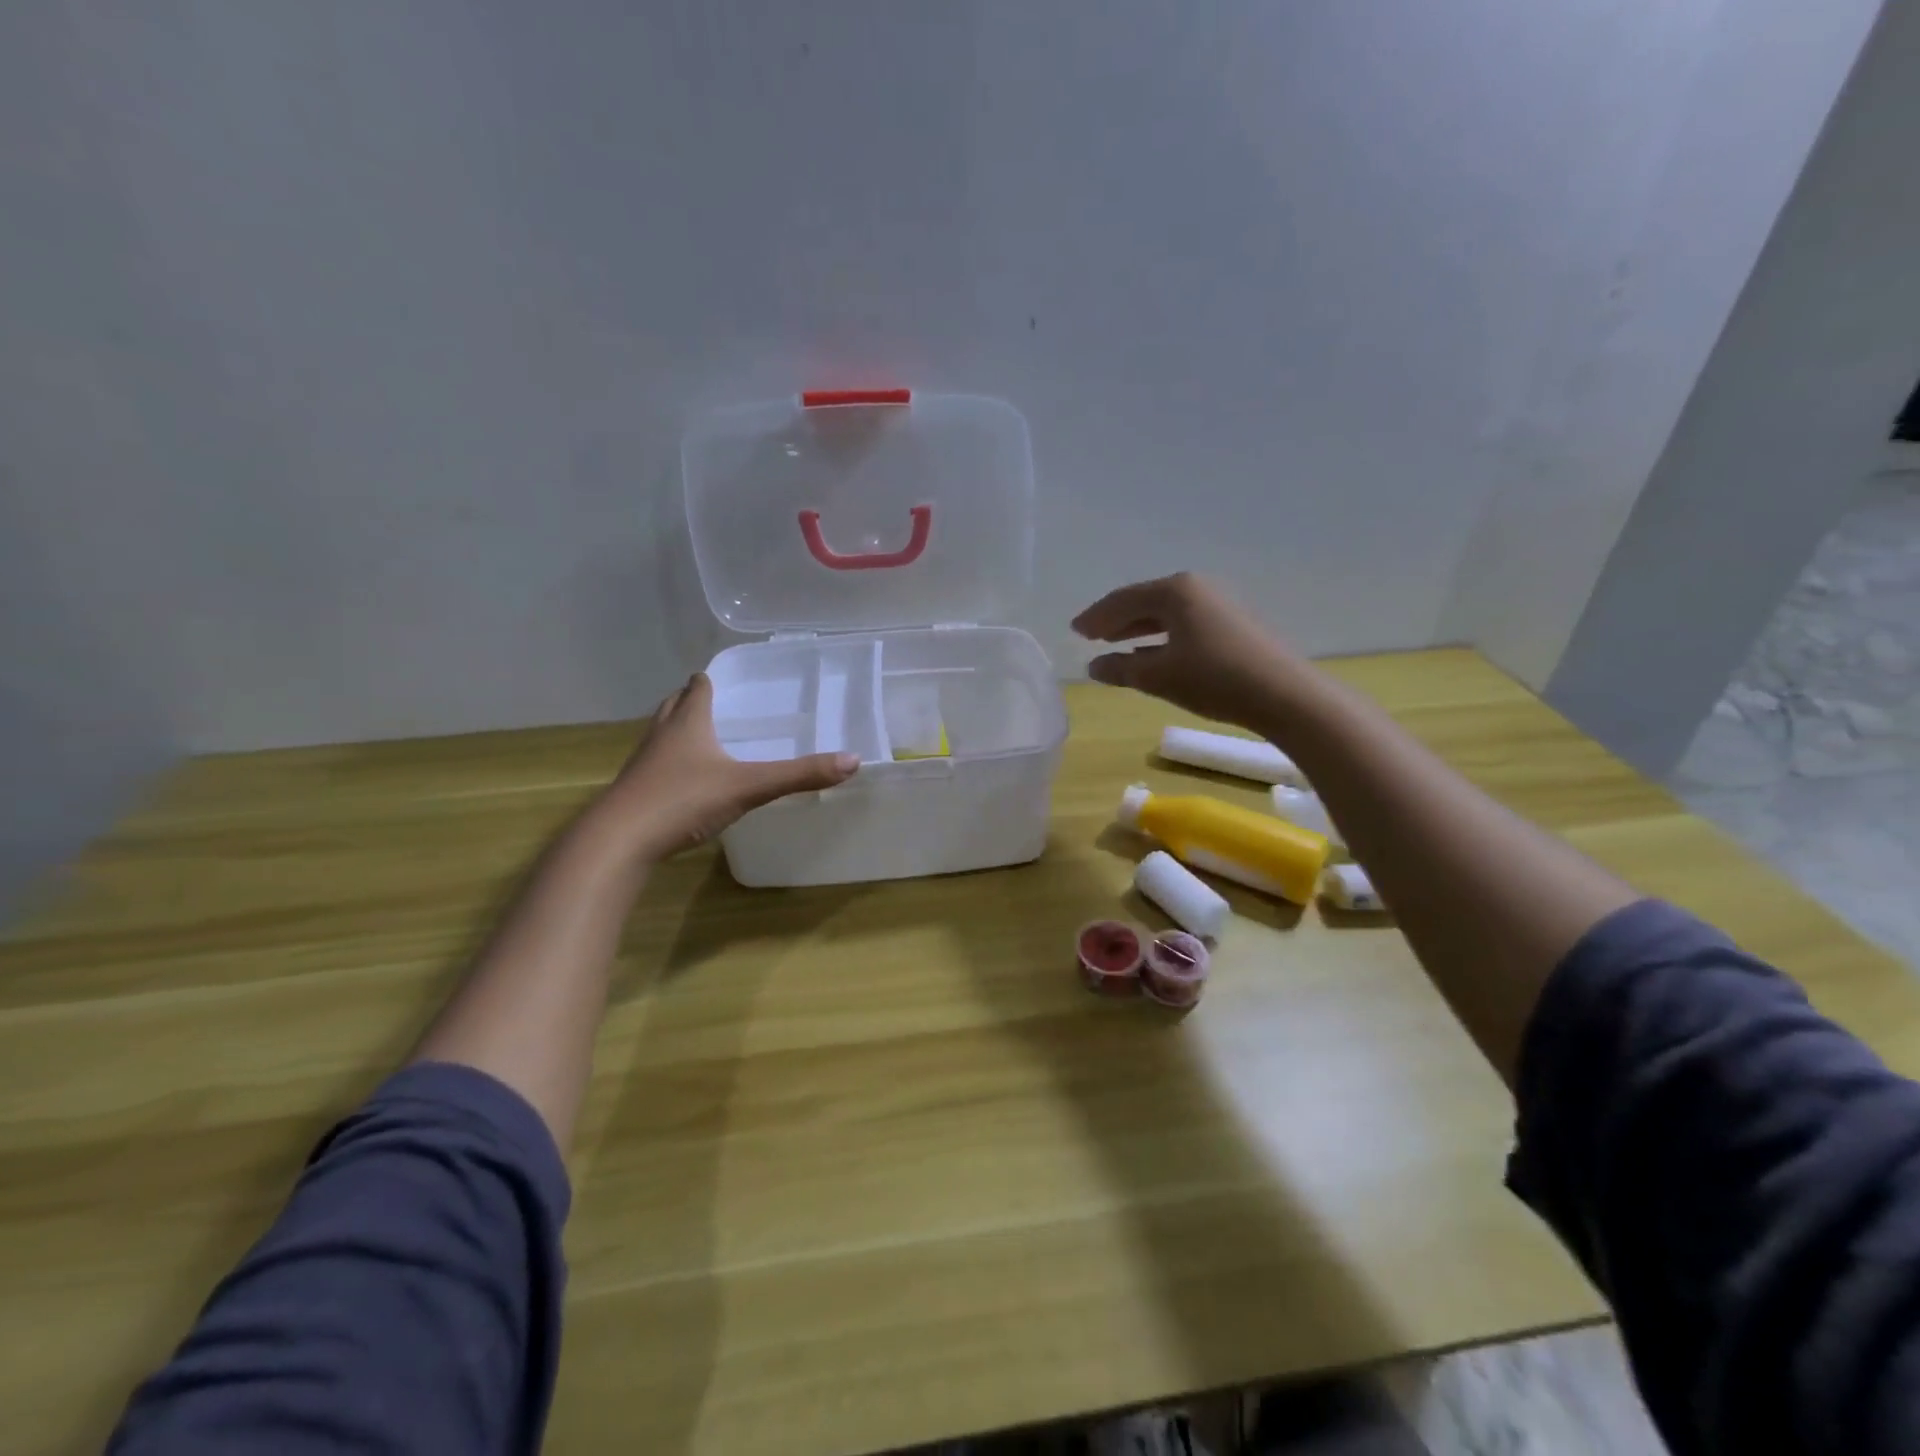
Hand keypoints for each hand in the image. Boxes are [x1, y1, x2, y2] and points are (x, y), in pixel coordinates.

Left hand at [597, 673, 858, 861]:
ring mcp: (643, 764)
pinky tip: (686, 782)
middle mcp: (662, 735)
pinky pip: (655, 767)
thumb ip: (799, 775)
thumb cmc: (683, 800)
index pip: (698, 688)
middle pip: (674, 706)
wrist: (619, 841)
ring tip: (702, 738)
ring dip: (678, 730)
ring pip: (661, 735)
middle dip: (692, 701)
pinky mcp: (634, 791)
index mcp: (688, 723)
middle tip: (716, 705)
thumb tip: (852, 761)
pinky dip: (670, 764)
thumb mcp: (748, 787)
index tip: (724, 679)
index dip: (710, 680)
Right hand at [1071, 572, 1305, 729]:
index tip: (1075, 631)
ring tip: (1117, 643)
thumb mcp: (1159, 677)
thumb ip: (1121, 669)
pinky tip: (1155, 653)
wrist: (1283, 694)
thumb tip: (1094, 667)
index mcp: (1174, 591)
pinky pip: (1185, 623)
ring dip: (1139, 628)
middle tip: (1091, 635)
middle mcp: (1196, 588)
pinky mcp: (1234, 624)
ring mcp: (1218, 604)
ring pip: (1167, 613)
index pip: (1123, 600)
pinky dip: (1162, 635)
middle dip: (1117, 619)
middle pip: (1145, 601)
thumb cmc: (1213, 679)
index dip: (1096, 616)